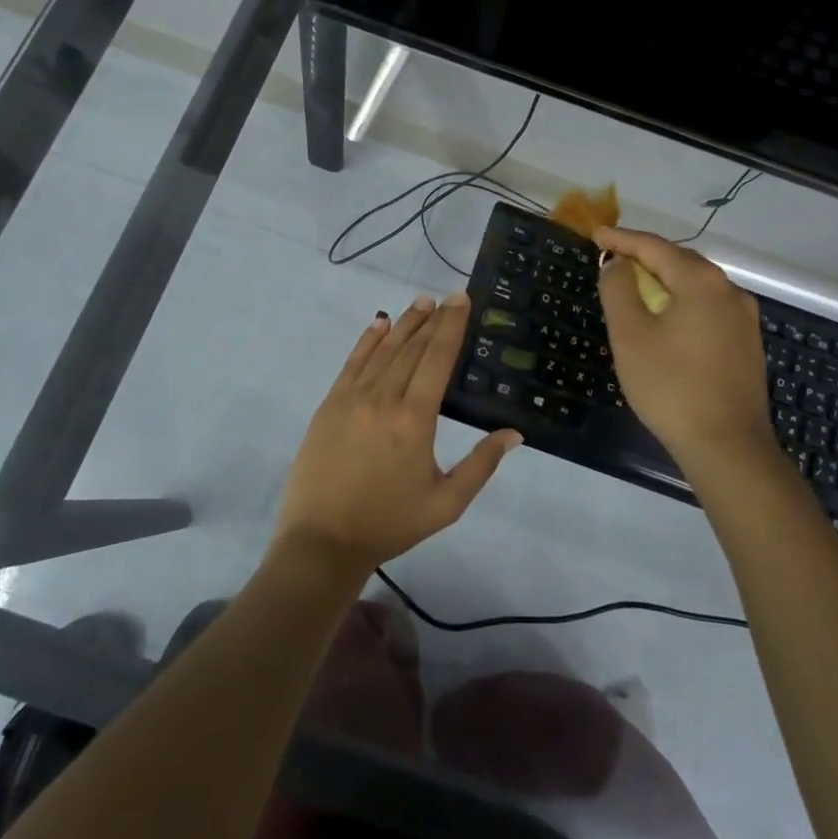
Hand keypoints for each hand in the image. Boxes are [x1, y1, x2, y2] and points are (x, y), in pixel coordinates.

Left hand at [274, 294, 521, 577]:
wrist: (323, 540)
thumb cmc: (390, 523)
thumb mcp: (446, 503)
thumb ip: (481, 465)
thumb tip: (514, 433)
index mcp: (414, 419)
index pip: (437, 359)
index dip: (451, 327)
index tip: (461, 300)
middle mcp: (383, 398)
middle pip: (412, 348)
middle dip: (433, 320)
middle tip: (448, 298)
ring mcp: (352, 398)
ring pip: (383, 350)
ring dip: (405, 324)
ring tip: (422, 303)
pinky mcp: (330, 404)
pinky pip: (352, 363)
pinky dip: (368, 340)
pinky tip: (380, 324)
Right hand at [595, 226, 780, 479]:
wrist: (727, 446)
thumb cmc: (671, 386)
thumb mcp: (630, 335)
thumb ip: (618, 290)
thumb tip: (617, 264)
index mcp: (701, 282)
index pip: (655, 247)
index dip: (622, 239)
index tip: (595, 235)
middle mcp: (729, 291)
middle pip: (680, 261)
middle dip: (645, 256)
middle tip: (612, 257)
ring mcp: (743, 319)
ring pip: (696, 285)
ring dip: (664, 279)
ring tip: (634, 284)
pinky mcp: (746, 344)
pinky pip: (707, 307)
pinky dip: (681, 301)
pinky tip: (665, 317)